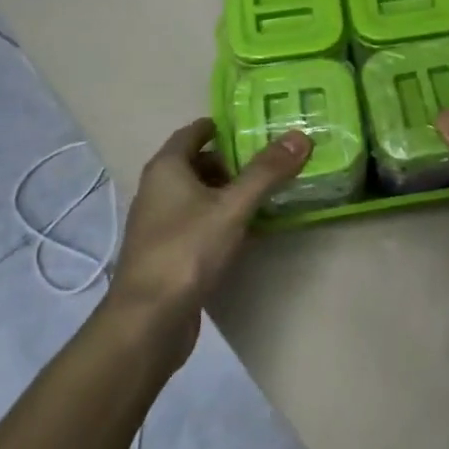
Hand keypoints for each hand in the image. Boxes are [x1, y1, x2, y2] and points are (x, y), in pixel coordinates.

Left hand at [104, 118, 310, 358]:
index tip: (255, 126)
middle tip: (271, 160)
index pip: (194, 132)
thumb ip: (266, 172)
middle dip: (232, 160)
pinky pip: (198, 222)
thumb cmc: (186, 251)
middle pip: (197, 163)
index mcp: (166, 168)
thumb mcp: (232, 207)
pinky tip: (247, 230)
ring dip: (228, 192)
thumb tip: (300, 137)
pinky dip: (221, 218)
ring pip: (198, 195)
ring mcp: (160, 224)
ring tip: (267, 192)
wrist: (148, 321)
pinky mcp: (168, 252)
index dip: (222, 126)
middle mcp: (158, 190)